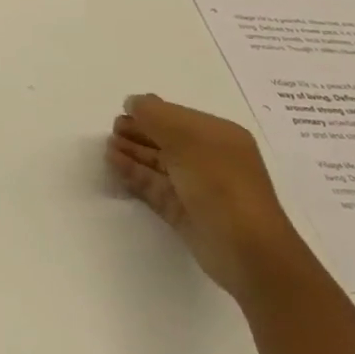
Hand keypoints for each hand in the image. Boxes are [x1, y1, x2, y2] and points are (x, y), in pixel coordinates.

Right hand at [107, 94, 312, 301]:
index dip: (150, 113)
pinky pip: (154, 186)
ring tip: (107, 147)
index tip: (122, 111)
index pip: (178, 116)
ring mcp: (197, 187)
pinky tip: (114, 164)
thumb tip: (133, 102)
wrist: (247, 251)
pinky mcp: (184, 211)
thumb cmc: (220, 183)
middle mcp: (209, 159)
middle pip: (167, 139)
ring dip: (133, 152)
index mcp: (218, 136)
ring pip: (158, 164)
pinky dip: (134, 174)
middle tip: (112, 130)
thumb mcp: (186, 137)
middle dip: (139, 132)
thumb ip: (154, 114)